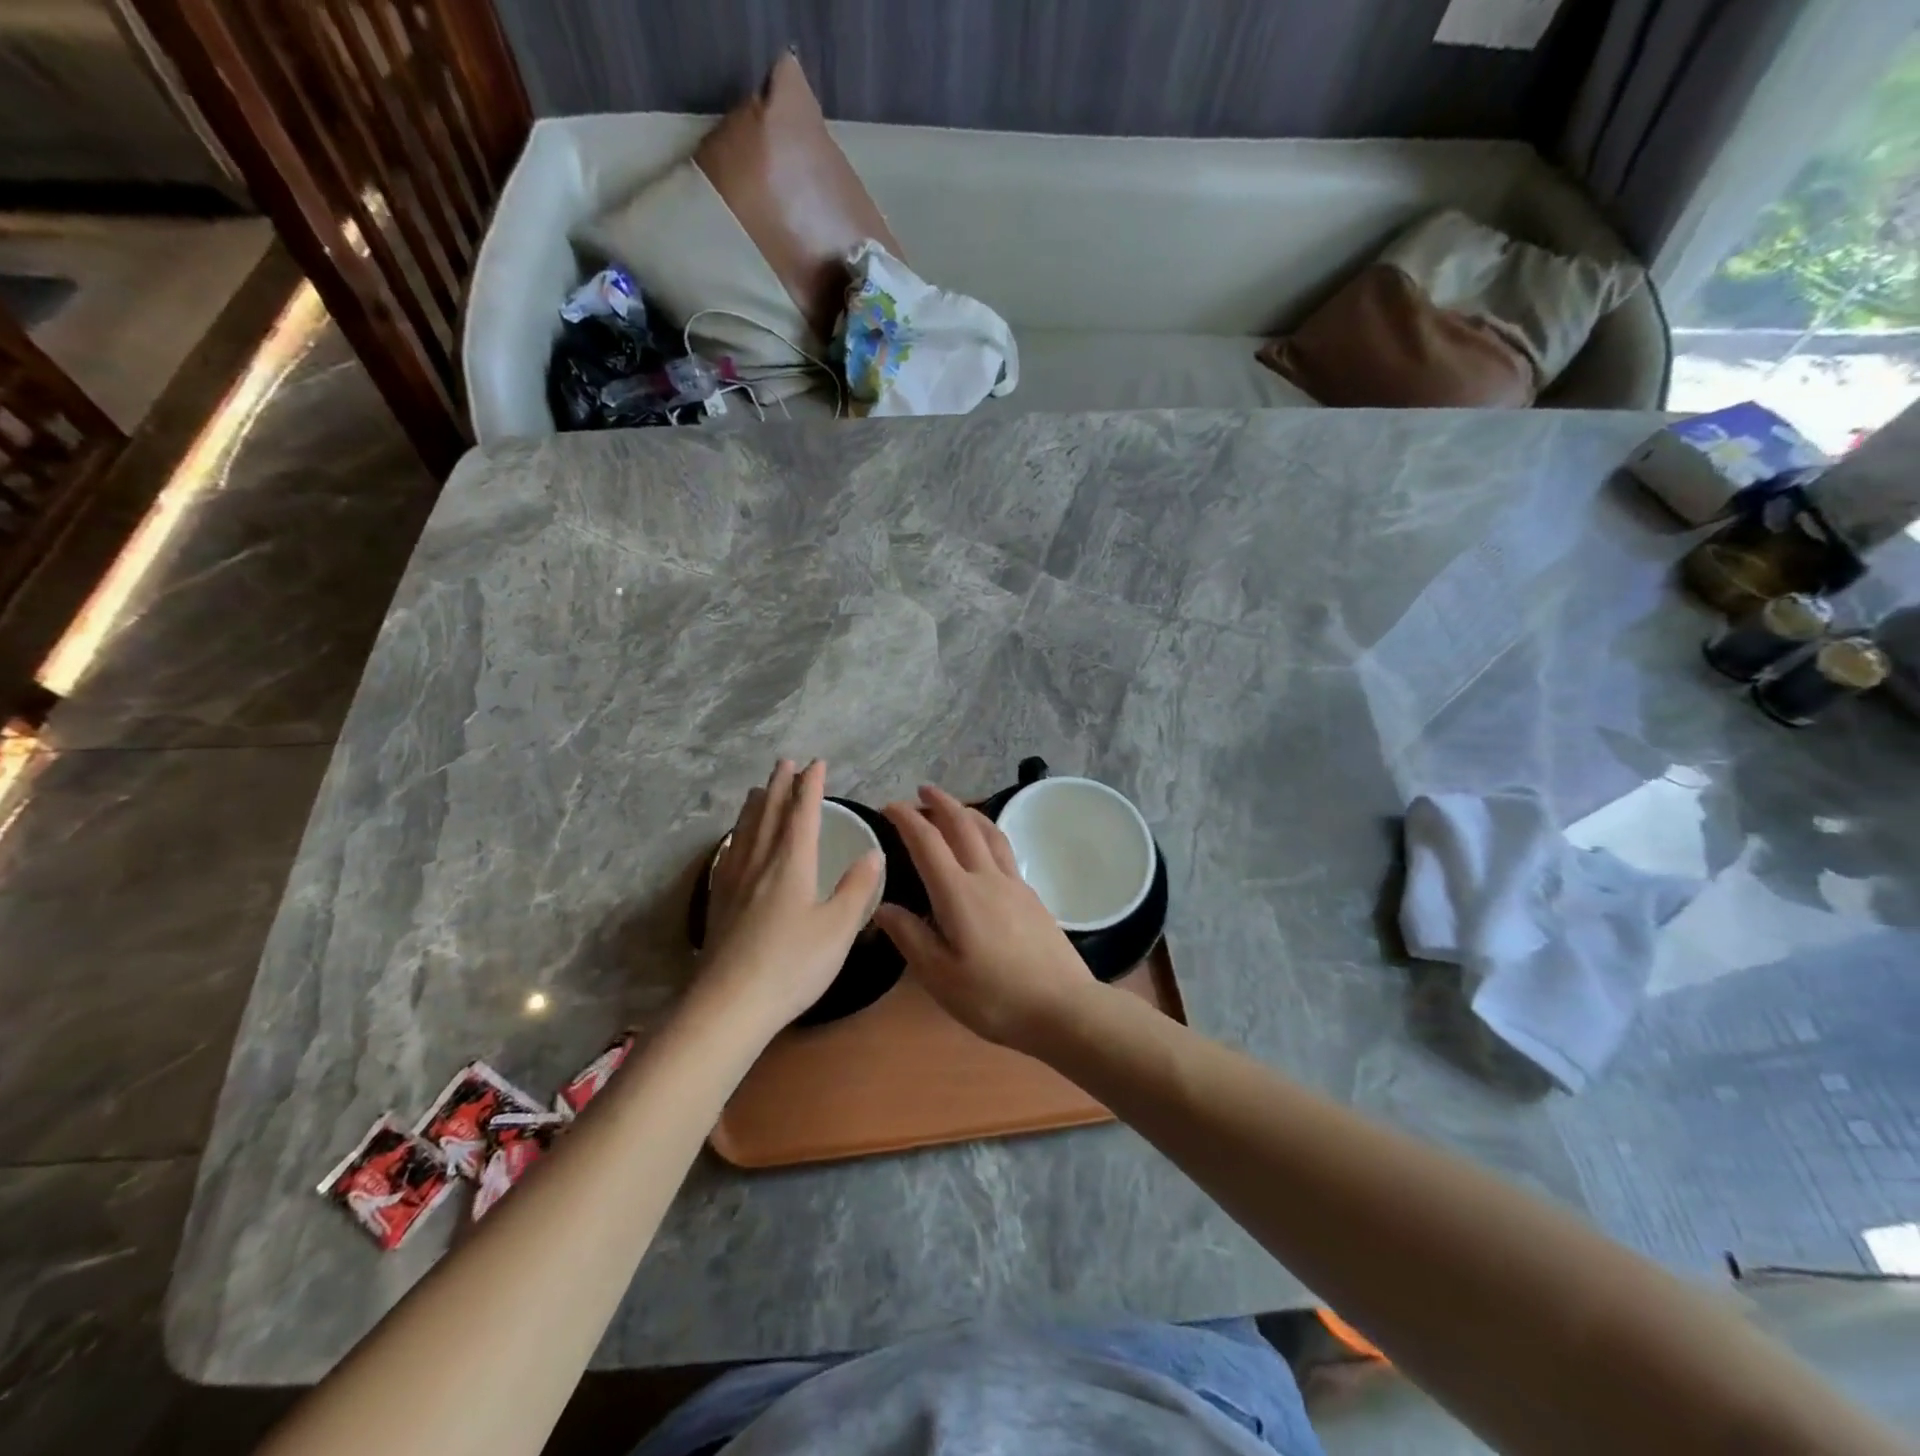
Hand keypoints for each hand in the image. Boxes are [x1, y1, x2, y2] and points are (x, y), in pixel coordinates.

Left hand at [698, 760, 882, 1035]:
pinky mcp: (719, 903)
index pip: (803, 814)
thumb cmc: (792, 965)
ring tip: (758, 789)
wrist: (729, 1005)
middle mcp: (760, 864)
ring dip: (755, 805)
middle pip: (769, 815)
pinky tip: (734, 842)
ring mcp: (734, 883)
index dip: (811, 787)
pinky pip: (729, 854)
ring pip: (745, 831)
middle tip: (785, 762)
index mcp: (791, 864)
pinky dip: (736, 836)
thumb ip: (856, 889)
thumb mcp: (838, 929)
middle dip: (780, 786)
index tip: (816, 763)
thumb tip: (873, 854)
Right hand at [875, 786, 1095, 1053]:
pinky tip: (987, 848)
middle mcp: (987, 877)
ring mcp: (1014, 884)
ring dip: (969, 812)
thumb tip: (882, 906)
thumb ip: (909, 936)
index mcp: (958, 893)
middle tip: (923, 790)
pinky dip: (988, 833)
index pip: (927, 842)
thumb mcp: (939, 976)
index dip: (906, 819)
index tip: (889, 806)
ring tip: (956, 807)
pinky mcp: (1032, 896)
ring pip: (990, 832)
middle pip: (963, 825)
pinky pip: (1005, 850)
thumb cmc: (994, 997)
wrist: (1062, 1007)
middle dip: (941, 803)